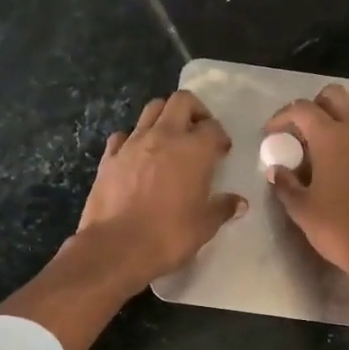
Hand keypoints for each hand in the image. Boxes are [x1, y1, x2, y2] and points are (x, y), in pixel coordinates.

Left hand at [76, 91, 245, 289]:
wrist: (116, 248)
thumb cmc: (168, 236)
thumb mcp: (204, 226)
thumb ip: (222, 208)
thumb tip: (239, 202)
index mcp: (194, 150)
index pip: (213, 127)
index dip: (220, 137)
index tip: (222, 152)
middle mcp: (164, 136)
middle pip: (181, 101)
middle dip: (194, 111)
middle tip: (198, 133)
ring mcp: (132, 143)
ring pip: (151, 110)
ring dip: (165, 117)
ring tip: (170, 139)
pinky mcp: (109, 157)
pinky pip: (123, 135)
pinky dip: (133, 138)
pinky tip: (137, 156)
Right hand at [264, 84, 348, 285]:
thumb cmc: (340, 229)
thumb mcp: (302, 210)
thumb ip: (285, 184)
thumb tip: (277, 170)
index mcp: (332, 137)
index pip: (302, 109)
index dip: (281, 117)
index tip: (270, 134)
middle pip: (334, 96)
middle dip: (313, 107)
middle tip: (298, 133)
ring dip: (336, 118)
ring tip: (321, 147)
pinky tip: (344, 164)